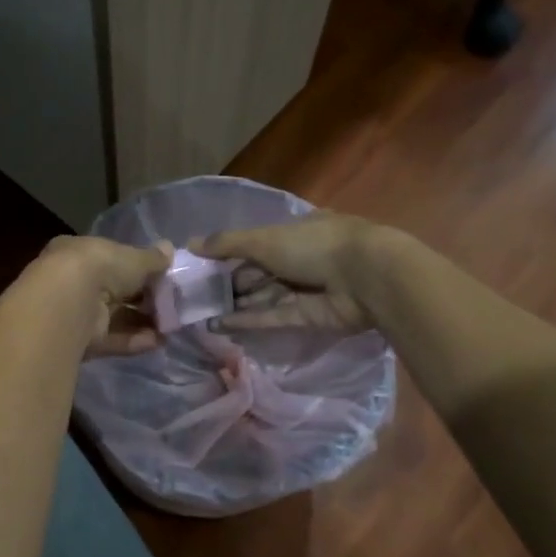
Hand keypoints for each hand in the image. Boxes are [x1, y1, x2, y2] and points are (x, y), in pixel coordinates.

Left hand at [29, 235, 172, 355]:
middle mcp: (74, 281)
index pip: (111, 260)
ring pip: (115, 317)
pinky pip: (112, 339)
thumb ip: (153, 258)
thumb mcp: (134, 258)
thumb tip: (169, 248)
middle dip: (143, 299)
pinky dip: (134, 340)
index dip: (136, 269)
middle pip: (114, 291)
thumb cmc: (101, 267)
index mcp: (80, 253)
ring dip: (142, 322)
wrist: (69, 304)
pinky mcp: (80, 340)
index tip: (161, 277)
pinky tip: (158, 341)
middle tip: (171, 305)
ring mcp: (76, 313)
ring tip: (170, 327)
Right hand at [193, 214, 384, 333]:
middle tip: (196, 295)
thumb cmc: (314, 246)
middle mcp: (303, 259)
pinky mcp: (309, 317)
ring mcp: (307, 290)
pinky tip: (220, 325)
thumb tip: (189, 244)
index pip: (259, 243)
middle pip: (260, 272)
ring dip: (236, 304)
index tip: (204, 266)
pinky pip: (273, 317)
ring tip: (202, 314)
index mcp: (297, 231)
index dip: (231, 254)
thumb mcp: (264, 239)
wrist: (365, 278)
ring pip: (265, 296)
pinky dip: (249, 320)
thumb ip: (227, 244)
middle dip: (231, 283)